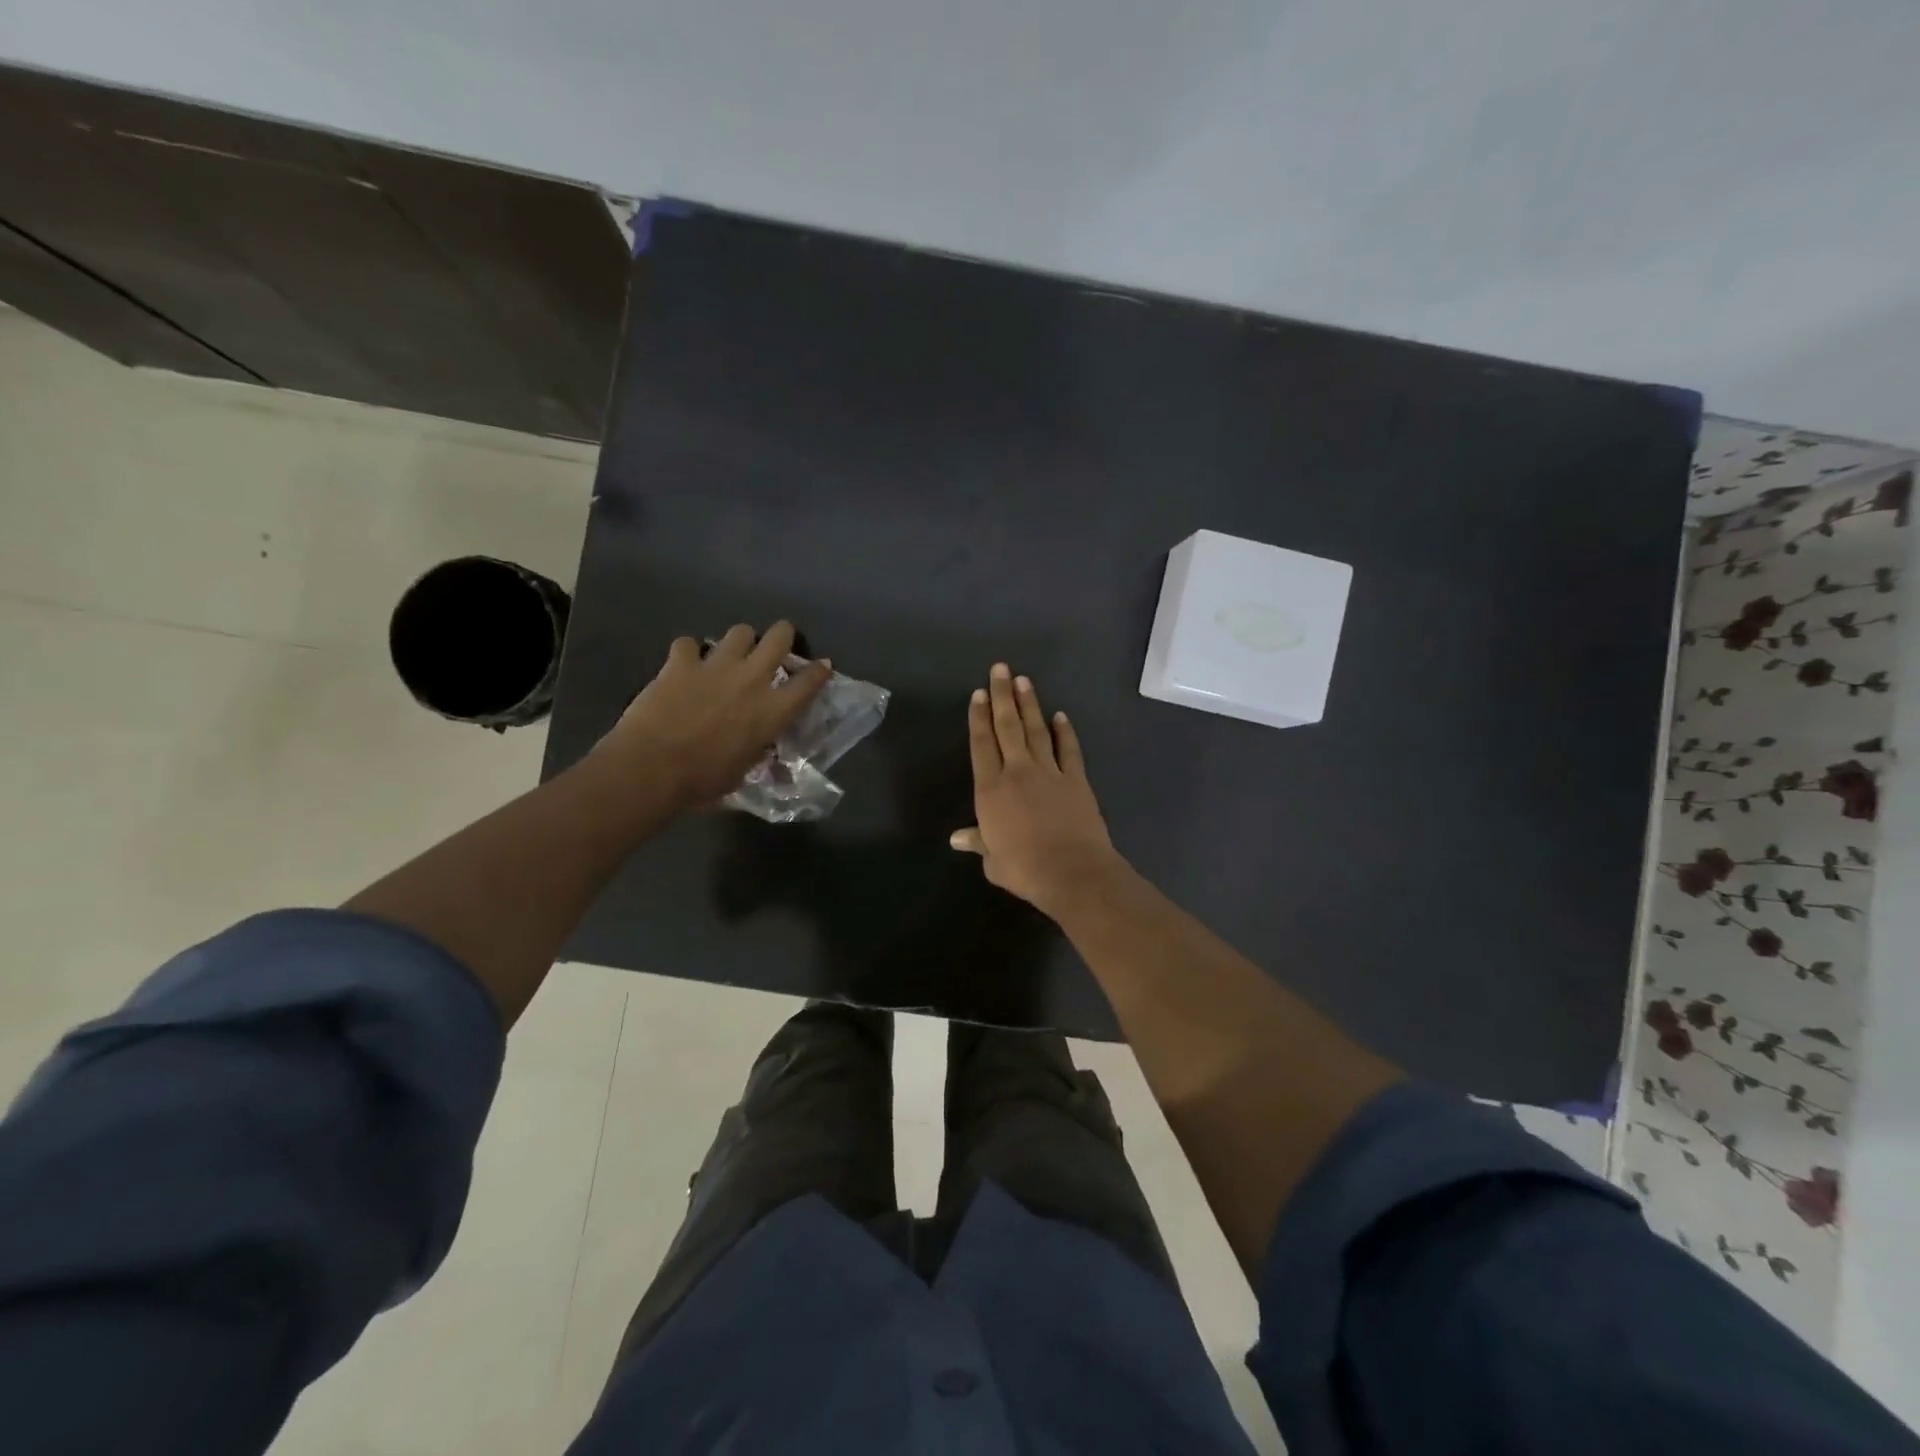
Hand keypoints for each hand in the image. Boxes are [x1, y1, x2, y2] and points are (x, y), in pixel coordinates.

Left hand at [599, 621, 831, 808]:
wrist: (652, 768)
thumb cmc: (703, 781)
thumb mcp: (743, 771)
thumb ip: (755, 750)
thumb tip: (758, 747)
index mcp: (773, 711)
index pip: (809, 682)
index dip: (819, 671)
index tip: (823, 665)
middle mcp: (751, 679)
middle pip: (779, 637)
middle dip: (783, 635)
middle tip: (777, 644)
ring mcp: (716, 666)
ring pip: (740, 631)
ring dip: (740, 641)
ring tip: (731, 653)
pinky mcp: (680, 662)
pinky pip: (688, 643)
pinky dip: (688, 652)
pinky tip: (684, 663)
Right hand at [951, 663, 1125, 914]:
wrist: (1072, 871)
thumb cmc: (1024, 869)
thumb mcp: (993, 860)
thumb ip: (978, 842)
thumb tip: (957, 838)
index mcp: (991, 790)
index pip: (981, 745)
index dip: (978, 718)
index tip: (978, 694)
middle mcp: (1017, 772)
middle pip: (1007, 727)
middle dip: (1002, 696)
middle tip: (1000, 669)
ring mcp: (1049, 772)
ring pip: (1036, 730)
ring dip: (1029, 704)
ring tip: (1023, 680)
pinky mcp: (1076, 780)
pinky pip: (1068, 749)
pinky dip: (1064, 732)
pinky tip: (1060, 716)